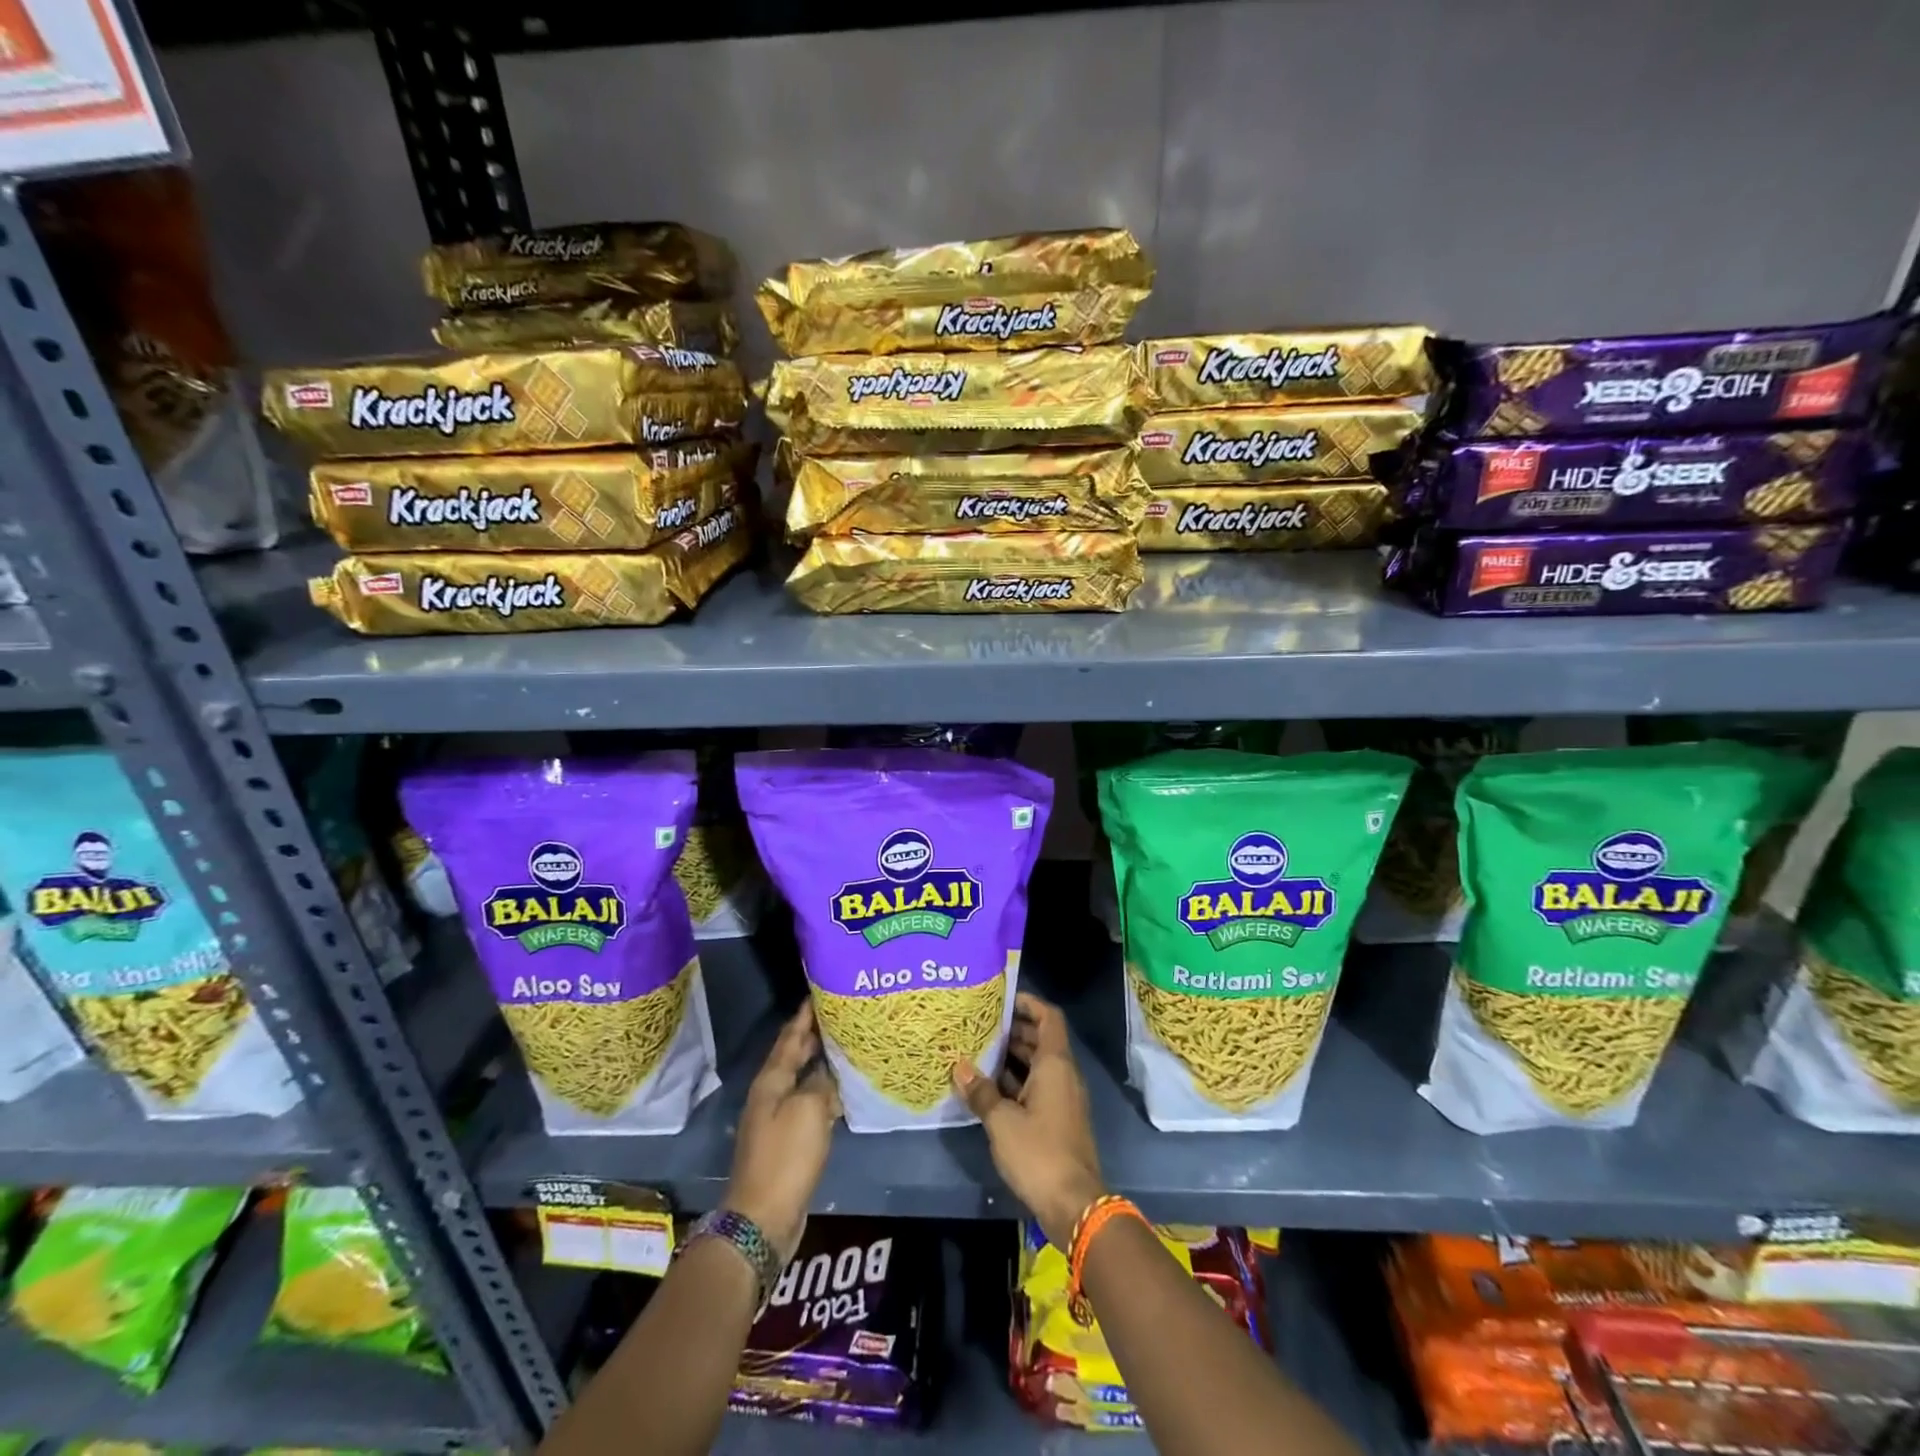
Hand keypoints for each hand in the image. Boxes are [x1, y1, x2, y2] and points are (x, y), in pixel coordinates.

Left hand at [726, 1000, 839, 1262]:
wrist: (762, 1219)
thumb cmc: (785, 1157)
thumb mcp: (808, 1110)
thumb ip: (820, 1083)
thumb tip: (827, 1071)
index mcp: (771, 1080)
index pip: (790, 1037)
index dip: (804, 1015)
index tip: (820, 992)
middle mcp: (771, 1094)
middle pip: (794, 1056)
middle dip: (813, 1034)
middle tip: (840, 1014)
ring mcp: (777, 1119)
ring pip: (802, 1080)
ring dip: (820, 1063)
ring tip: (846, 1046)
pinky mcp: (787, 1142)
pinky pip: (808, 1104)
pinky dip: (824, 1092)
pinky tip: (842, 1091)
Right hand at [953, 991, 1105, 1248]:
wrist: (1074, 1204)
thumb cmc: (1039, 1152)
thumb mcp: (1002, 1121)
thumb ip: (981, 1092)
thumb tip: (959, 1067)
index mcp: (1055, 1064)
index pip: (1049, 1017)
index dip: (1029, 1003)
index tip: (1003, 999)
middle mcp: (1063, 1074)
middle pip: (1042, 1039)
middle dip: (1014, 1030)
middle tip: (982, 1025)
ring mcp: (1063, 1098)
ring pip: (1039, 1065)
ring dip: (1013, 1057)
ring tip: (979, 1052)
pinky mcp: (1059, 1119)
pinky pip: (1038, 1086)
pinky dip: (1018, 1081)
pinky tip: (990, 1088)